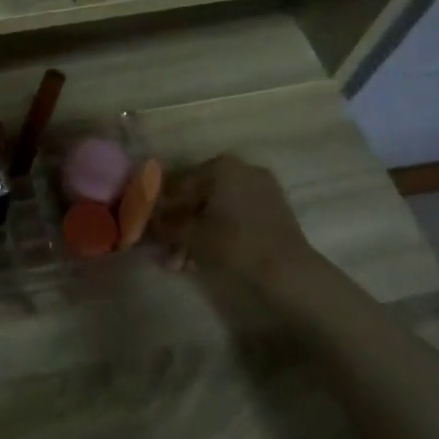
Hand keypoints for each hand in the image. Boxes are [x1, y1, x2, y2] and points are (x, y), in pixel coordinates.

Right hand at [152, 155, 318, 281]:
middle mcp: (242, 169)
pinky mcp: (274, 212)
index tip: (149, 229)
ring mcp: (262, 189)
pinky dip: (218, 234)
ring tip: (181, 263)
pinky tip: (203, 258)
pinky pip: (236, 218)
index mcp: (220, 166)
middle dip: (180, 225)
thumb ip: (166, 226)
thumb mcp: (190, 235)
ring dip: (197, 234)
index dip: (161, 209)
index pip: (179, 184)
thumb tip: (149, 224)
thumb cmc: (234, 244)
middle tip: (165, 249)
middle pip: (199, 197)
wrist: (289, 272)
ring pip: (217, 210)